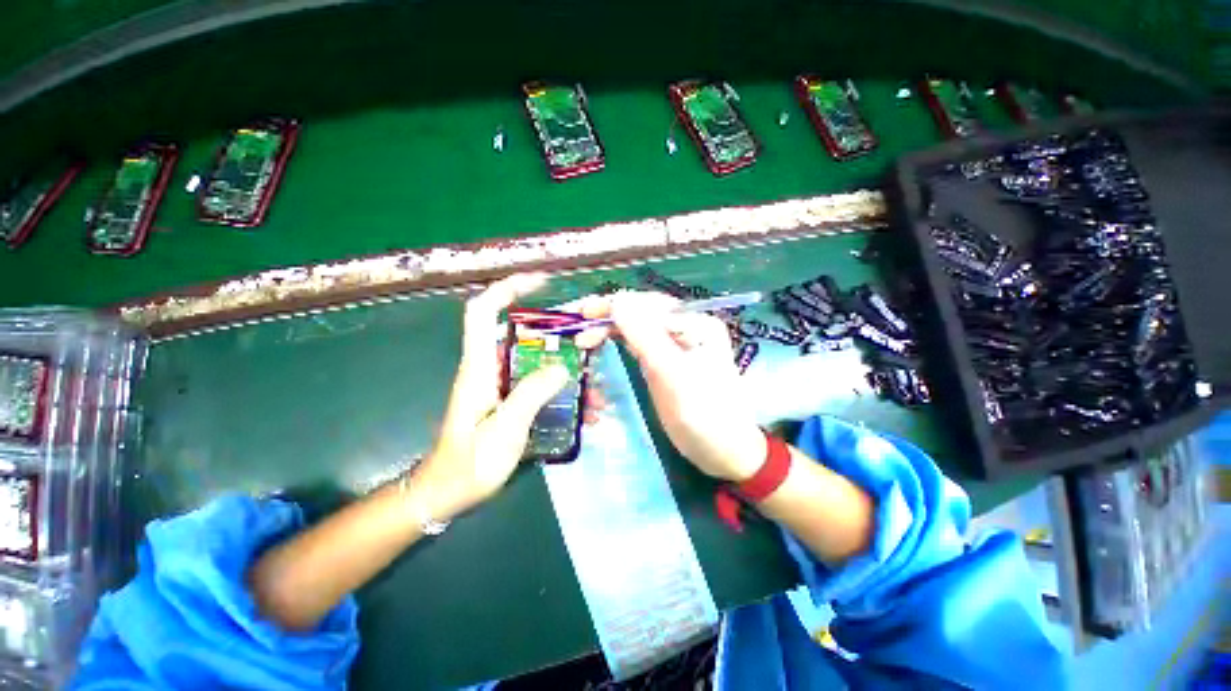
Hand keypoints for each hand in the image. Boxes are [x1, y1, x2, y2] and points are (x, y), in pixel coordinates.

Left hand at [414, 274, 596, 518]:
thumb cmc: (468, 464)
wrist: (446, 495)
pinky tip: (586, 415)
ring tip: (596, 394)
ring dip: (569, 374)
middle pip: (524, 337)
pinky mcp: (511, 402)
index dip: (507, 289)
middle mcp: (491, 369)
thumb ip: (531, 394)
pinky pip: (541, 389)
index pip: (483, 312)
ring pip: (539, 365)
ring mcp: (503, 387)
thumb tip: (561, 366)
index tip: (540, 283)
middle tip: (590, 348)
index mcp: (479, 367)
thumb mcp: (504, 429)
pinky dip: (564, 395)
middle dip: (559, 338)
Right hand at [600, 291, 766, 481]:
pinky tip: (603, 347)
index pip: (648, 304)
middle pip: (641, 313)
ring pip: (637, 328)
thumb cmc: (704, 416)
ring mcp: (675, 344)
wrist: (723, 452)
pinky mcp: (666, 361)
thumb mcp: (673, 375)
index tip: (581, 313)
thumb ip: (646, 337)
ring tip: (585, 341)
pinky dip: (618, 344)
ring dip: (610, 331)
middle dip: (608, 318)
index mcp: (696, 323)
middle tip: (577, 330)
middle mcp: (686, 327)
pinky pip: (638, 344)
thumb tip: (618, 300)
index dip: (613, 306)